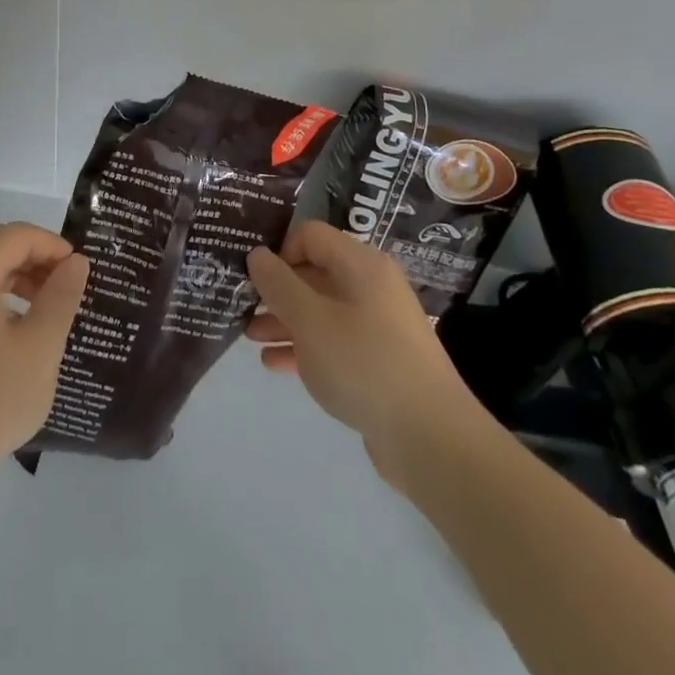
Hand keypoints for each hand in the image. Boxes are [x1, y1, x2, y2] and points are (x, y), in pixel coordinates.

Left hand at [0, 222, 89, 482]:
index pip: (14, 235)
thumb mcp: (40, 347)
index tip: (80, 270)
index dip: (52, 245)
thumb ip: (61, 296)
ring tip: (49, 304)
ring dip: (17, 275)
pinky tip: (19, 326)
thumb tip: (76, 262)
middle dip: (35, 256)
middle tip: (67, 283)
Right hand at [247, 220, 479, 489]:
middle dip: (277, 290)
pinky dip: (304, 347)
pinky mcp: (378, 361)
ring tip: (250, 338)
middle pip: (315, 272)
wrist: (431, 439)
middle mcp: (371, 287)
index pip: (311, 235)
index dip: (279, 251)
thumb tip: (257, 255)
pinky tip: (274, 364)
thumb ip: (279, 284)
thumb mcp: (310, 321)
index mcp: (361, 264)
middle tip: (243, 308)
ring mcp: (377, 325)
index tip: (255, 280)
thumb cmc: (364, 364)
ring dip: (285, 320)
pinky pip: (333, 342)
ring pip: (321, 310)